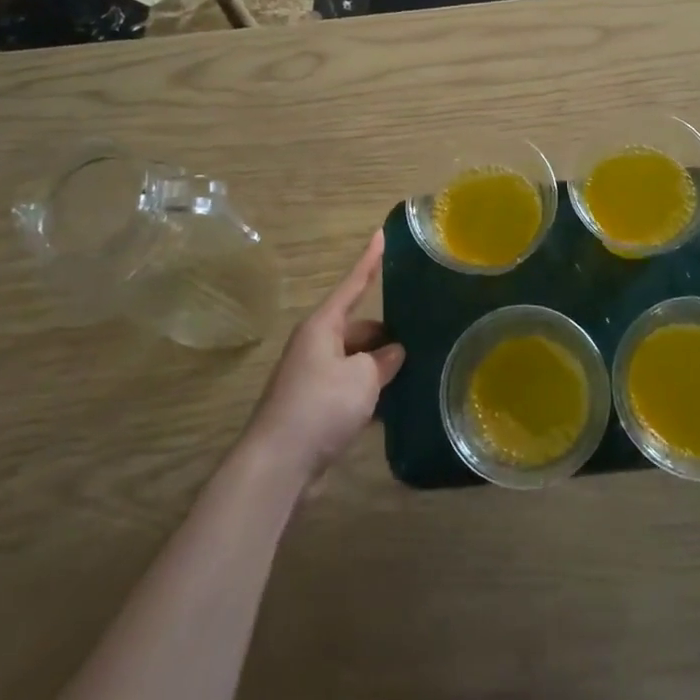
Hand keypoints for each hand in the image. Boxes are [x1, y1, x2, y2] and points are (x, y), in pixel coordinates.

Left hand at [244, 231, 405, 480]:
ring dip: (378, 367)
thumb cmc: (321, 405)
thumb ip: (383, 361)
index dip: (369, 261)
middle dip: (386, 334)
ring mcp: (313, 378)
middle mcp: (316, 346)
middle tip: (420, 337)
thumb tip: (392, 355)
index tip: (381, 235)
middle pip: (357, 329)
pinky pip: (349, 389)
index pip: (352, 285)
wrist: (279, 464)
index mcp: (323, 326)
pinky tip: (394, 406)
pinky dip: (369, 394)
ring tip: (416, 370)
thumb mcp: (363, 377)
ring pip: (355, 362)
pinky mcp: (314, 408)